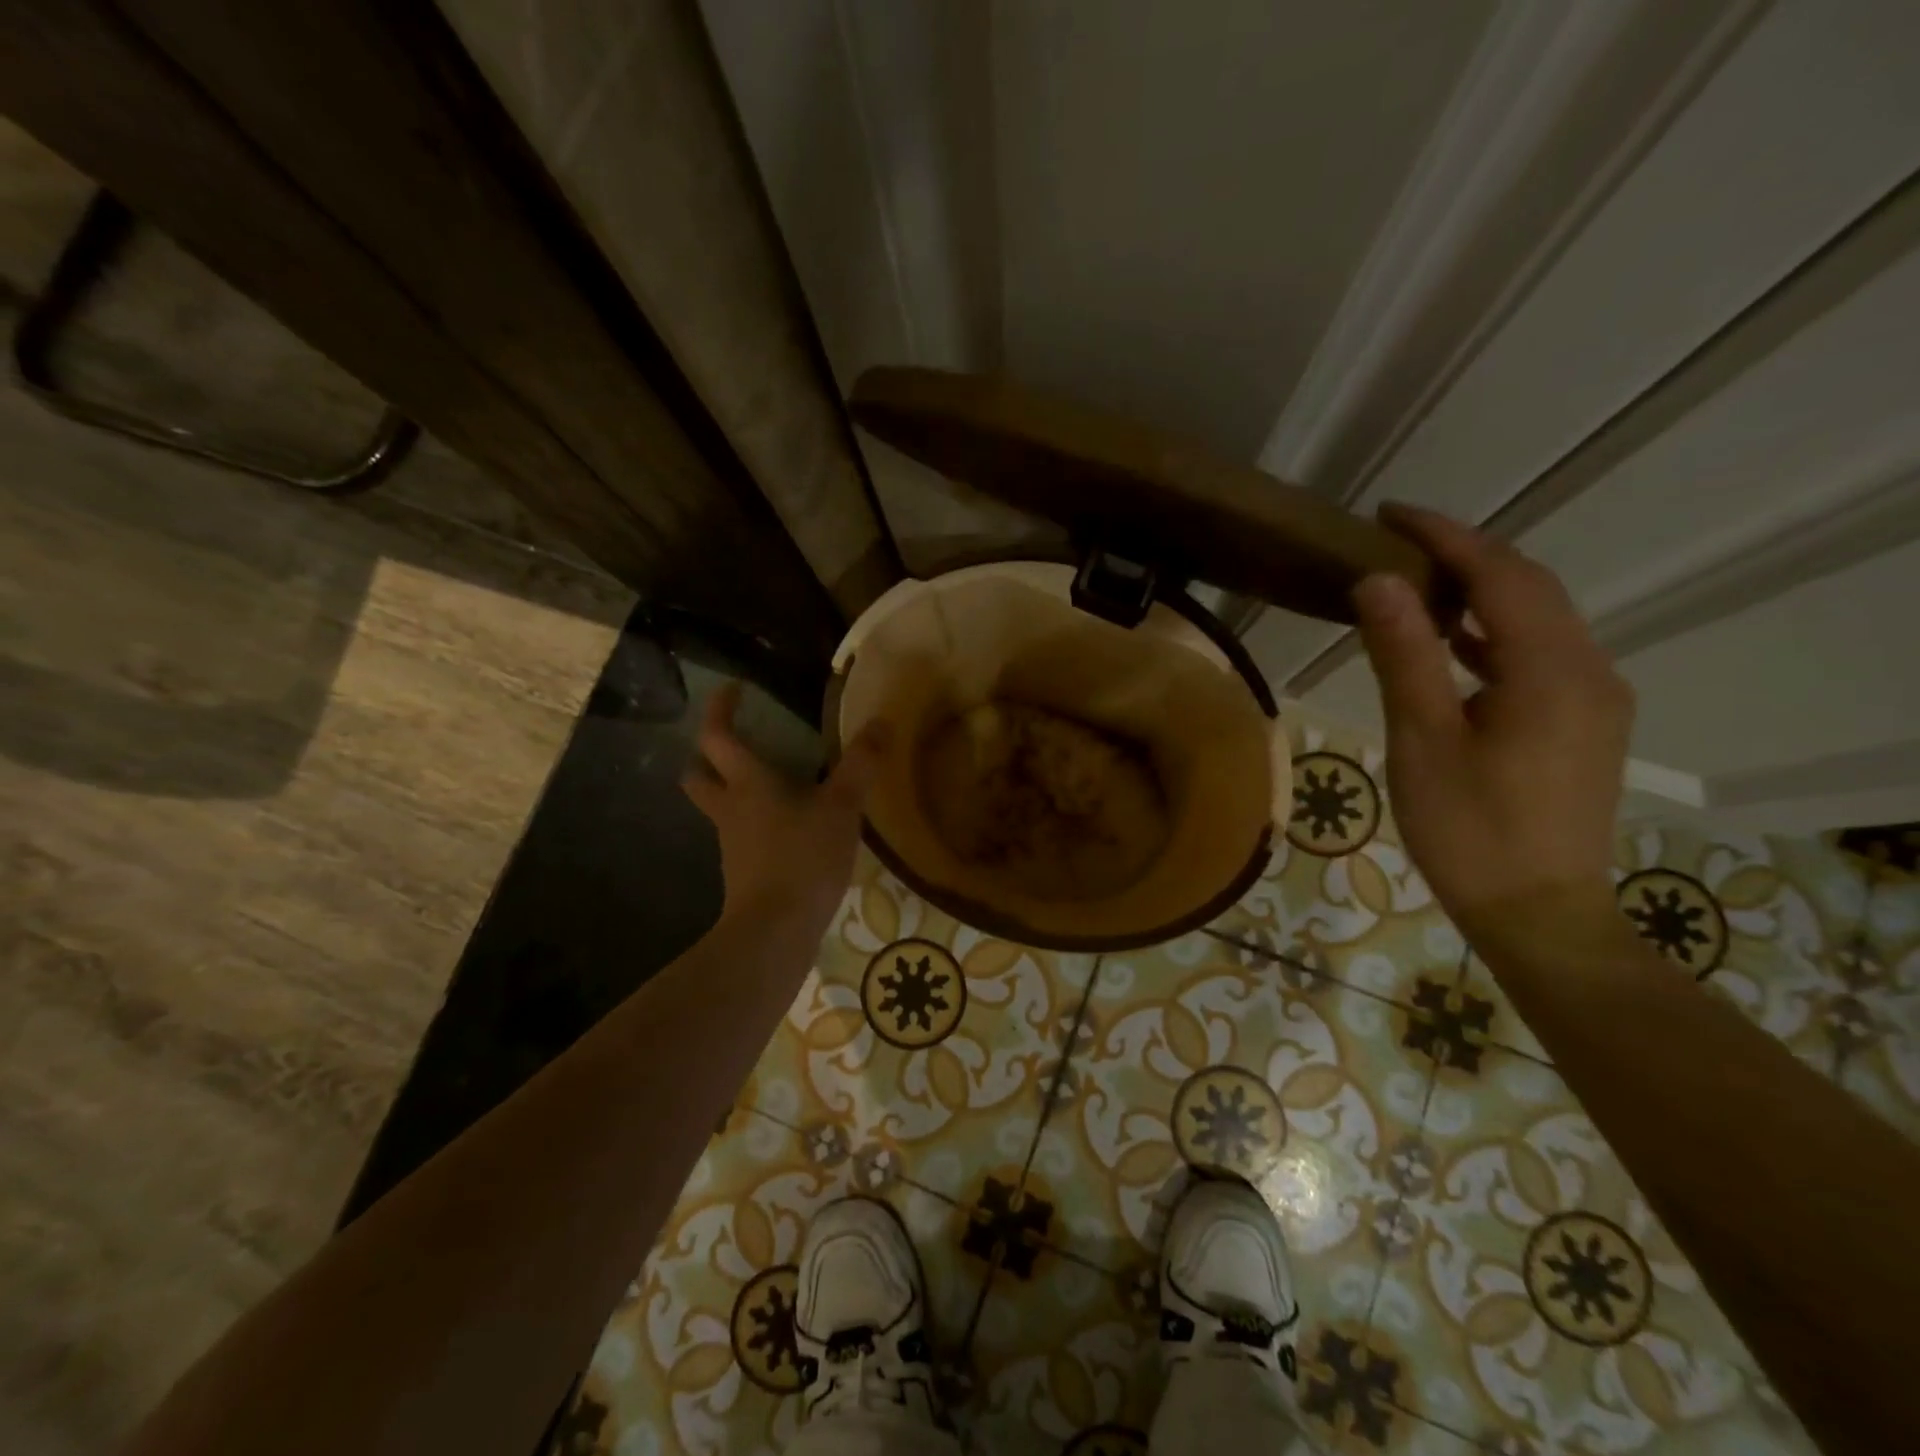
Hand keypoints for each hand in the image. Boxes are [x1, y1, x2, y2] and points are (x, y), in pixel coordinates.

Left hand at [680, 682, 889, 933]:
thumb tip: (881, 722)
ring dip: (732, 792)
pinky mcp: (742, 873)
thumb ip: (861, 765)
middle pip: (698, 775)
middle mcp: (730, 809)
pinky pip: (740, 837)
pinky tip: (786, 832)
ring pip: (719, 808)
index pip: (717, 736)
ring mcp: (731, 844)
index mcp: (748, 783)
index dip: (719, 709)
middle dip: (707, 758)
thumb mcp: (842, 808)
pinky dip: (754, 826)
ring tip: (771, 787)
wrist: (775, 931)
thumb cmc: (803, 858)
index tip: (733, 690)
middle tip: (734, 746)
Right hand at [1351, 505, 1634, 941]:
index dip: (1446, 536)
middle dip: (1464, 554)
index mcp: (1551, 670)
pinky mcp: (1585, 722)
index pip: (1501, 574)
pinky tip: (1454, 643)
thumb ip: (1405, 655)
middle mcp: (1590, 670)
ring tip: (1415, 582)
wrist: (1539, 914)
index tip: (1389, 514)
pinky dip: (1493, 633)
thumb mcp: (1423, 740)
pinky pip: (1540, 654)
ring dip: (1480, 591)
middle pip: (1529, 587)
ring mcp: (1595, 697)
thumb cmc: (1469, 830)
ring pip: (1537, 619)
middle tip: (1395, 541)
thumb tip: (1378, 580)